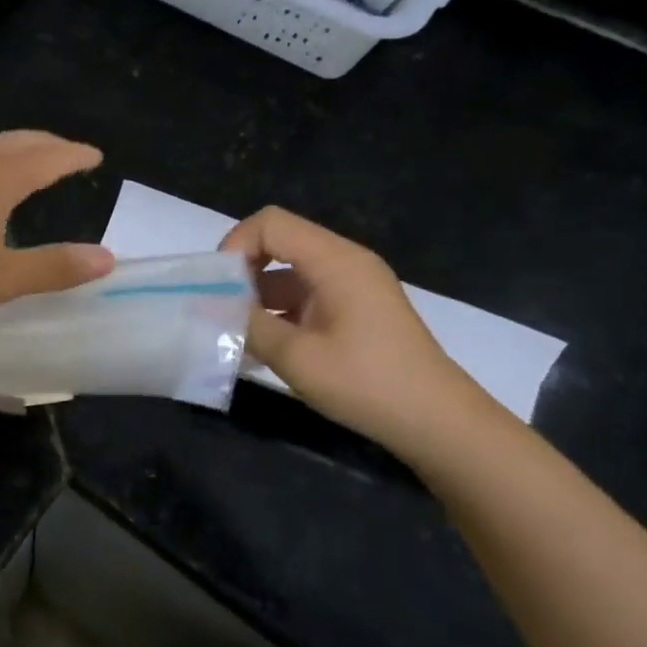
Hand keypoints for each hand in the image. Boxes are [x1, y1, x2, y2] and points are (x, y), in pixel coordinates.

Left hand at [0, 132, 114, 314]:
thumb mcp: (1, 277)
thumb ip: (54, 268)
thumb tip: (108, 258)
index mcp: (0, 178)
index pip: (49, 157)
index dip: (74, 156)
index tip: (95, 155)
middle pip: (20, 142)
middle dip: (49, 144)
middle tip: (69, 152)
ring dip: (20, 147)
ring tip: (32, 160)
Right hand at [220, 207, 478, 448]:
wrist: (438, 423)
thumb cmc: (368, 384)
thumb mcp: (297, 357)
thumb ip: (248, 325)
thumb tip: (208, 307)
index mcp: (336, 261)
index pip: (271, 224)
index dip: (236, 245)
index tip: (218, 286)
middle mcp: (345, 262)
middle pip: (279, 242)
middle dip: (242, 271)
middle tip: (220, 310)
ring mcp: (352, 286)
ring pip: (289, 271)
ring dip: (257, 296)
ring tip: (234, 334)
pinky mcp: (354, 309)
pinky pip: (305, 294)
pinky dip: (278, 311)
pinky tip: (261, 347)